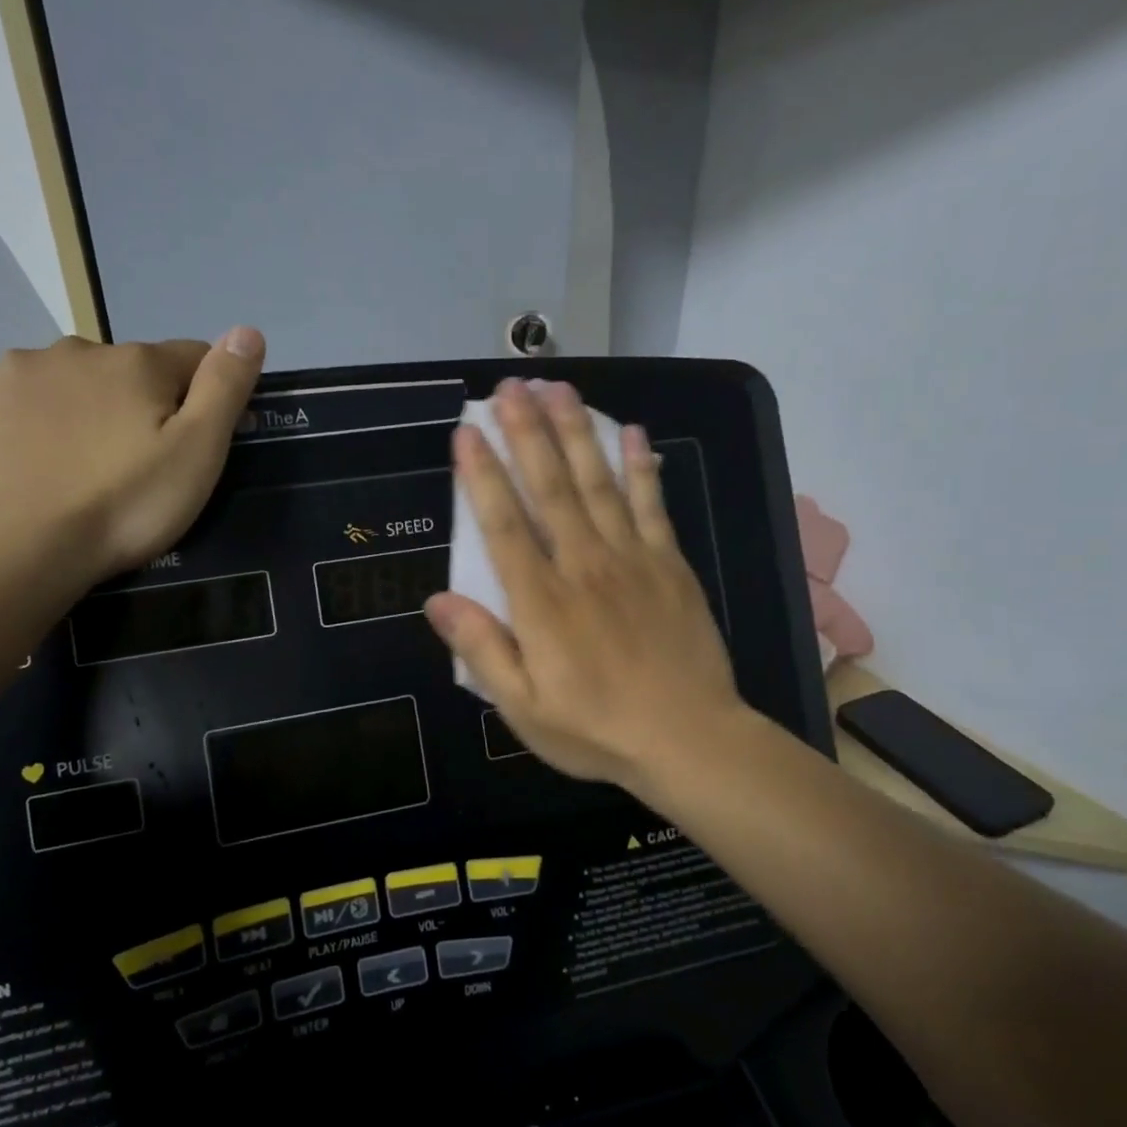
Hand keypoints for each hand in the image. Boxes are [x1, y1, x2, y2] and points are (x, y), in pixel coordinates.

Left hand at [0, 329, 264, 582]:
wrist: (18, 548)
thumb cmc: (124, 505)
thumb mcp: (197, 453)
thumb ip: (224, 387)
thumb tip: (249, 330)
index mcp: (136, 362)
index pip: (192, 357)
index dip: (203, 396)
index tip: (197, 442)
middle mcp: (76, 348)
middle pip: (128, 370)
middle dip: (138, 404)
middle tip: (135, 465)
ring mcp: (16, 369)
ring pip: (71, 380)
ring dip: (84, 407)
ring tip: (81, 466)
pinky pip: (20, 396)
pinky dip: (33, 417)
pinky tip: (34, 458)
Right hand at [424, 378, 747, 797]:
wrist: (689, 739)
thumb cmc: (596, 728)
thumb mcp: (523, 707)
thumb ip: (482, 649)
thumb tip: (436, 602)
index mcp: (542, 601)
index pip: (503, 525)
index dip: (482, 475)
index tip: (467, 431)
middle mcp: (583, 565)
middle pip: (550, 487)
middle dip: (527, 432)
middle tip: (510, 386)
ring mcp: (631, 559)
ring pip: (598, 483)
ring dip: (576, 432)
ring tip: (558, 388)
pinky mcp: (669, 565)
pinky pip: (653, 505)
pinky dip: (642, 467)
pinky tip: (633, 431)